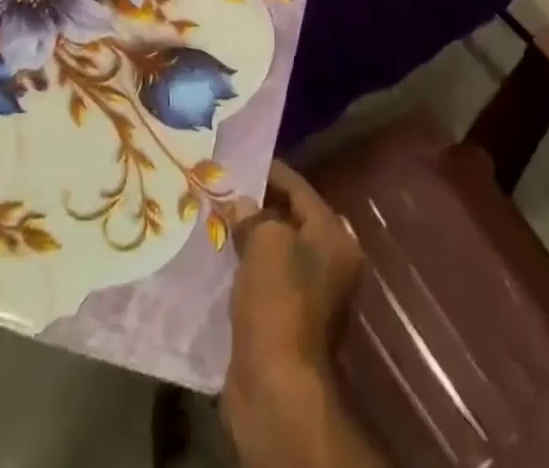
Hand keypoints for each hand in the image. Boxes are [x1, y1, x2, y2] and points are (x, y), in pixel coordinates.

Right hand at [223, 162, 378, 467]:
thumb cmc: (279, 302)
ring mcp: (308, 296)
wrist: (276, 389)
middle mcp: (329, 264)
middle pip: (289, 220)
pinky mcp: (284, 321)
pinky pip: (263, 280)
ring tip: (214, 217)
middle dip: (257, 205)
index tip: (238, 159)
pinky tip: (217, 256)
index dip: (270, 172)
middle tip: (222, 187)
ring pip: (274, 251)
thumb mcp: (267, 242)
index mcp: (335, 239)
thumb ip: (255, 214)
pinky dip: (243, 267)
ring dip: (247, 237)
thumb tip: (242, 205)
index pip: (300, 190)